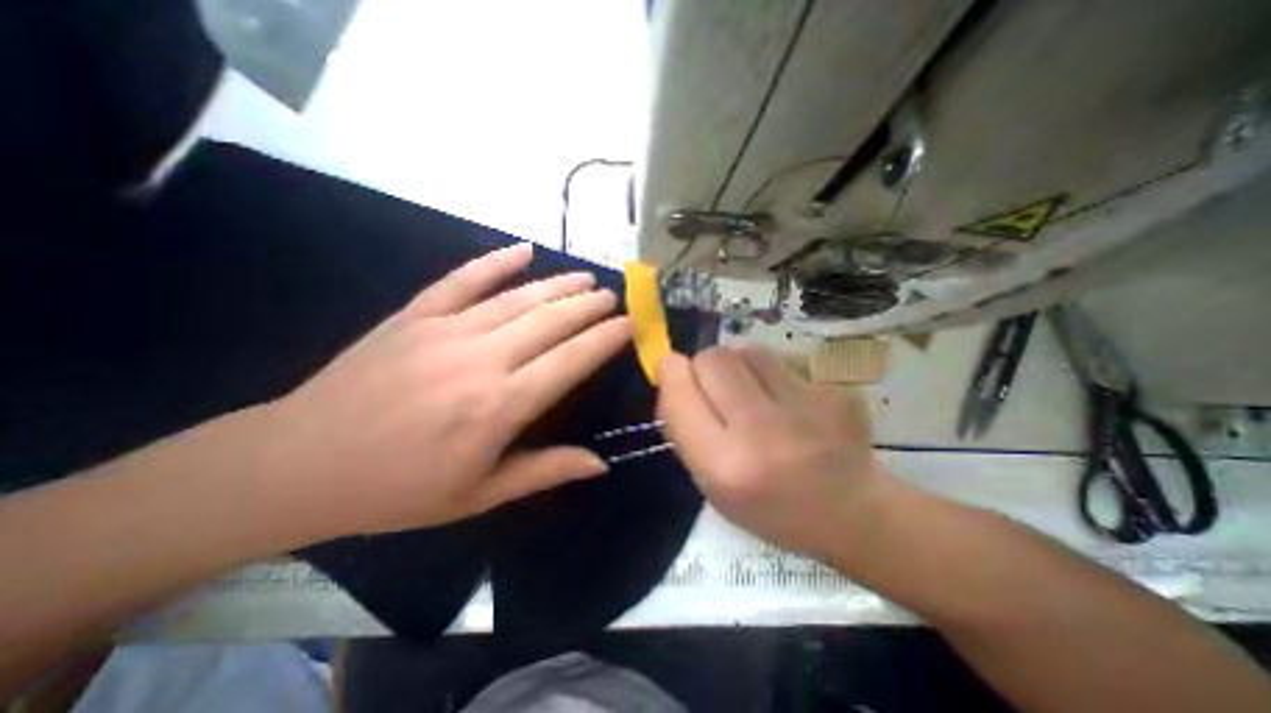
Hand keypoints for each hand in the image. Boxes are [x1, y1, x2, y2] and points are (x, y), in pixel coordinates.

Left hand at [261, 243, 629, 538]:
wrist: (297, 466)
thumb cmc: (398, 491)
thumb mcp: (479, 495)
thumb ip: (545, 471)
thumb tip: (600, 464)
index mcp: (500, 406)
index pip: (571, 360)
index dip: (604, 339)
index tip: (628, 324)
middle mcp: (481, 359)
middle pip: (550, 321)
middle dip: (588, 306)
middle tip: (611, 296)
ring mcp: (445, 331)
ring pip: (517, 298)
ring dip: (557, 284)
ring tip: (584, 276)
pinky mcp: (413, 316)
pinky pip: (461, 280)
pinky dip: (494, 262)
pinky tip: (522, 250)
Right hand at [661, 345, 885, 562]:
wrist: (852, 515)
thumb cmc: (769, 508)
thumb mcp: (710, 484)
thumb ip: (684, 428)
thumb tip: (671, 374)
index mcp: (725, 466)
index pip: (681, 392)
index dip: (671, 372)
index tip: (672, 370)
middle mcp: (763, 433)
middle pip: (713, 358)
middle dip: (704, 366)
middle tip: (717, 388)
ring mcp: (806, 408)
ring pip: (747, 350)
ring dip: (739, 365)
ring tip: (754, 393)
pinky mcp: (835, 392)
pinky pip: (782, 361)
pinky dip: (773, 373)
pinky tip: (788, 401)